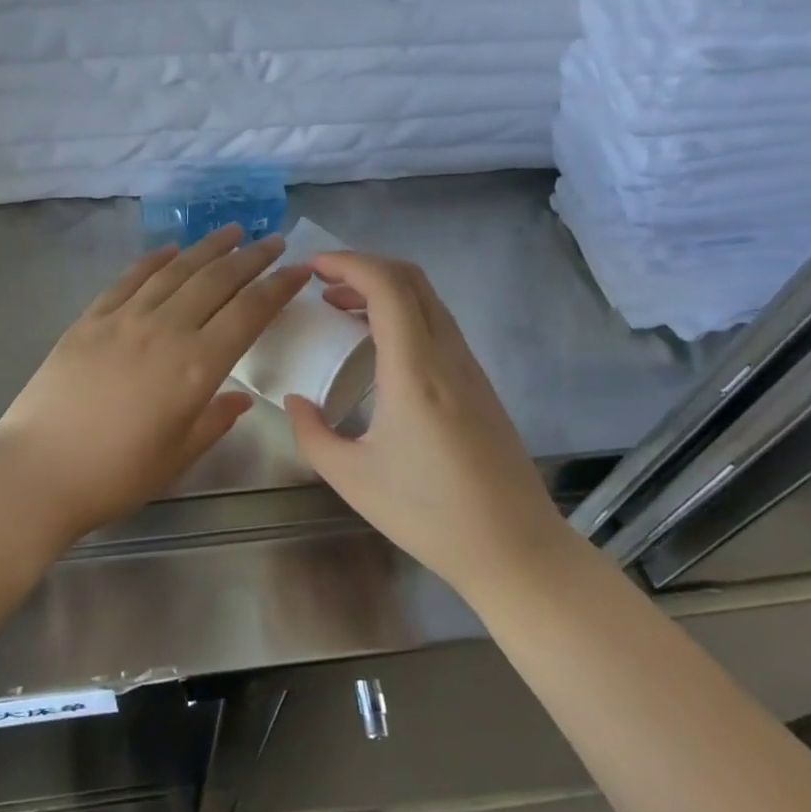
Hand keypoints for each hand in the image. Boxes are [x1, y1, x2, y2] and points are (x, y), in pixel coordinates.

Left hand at [0, 225, 310, 542]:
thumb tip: (239, 399)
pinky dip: (154, 260)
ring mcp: (123, 319)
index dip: (278, 288)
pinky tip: (170, 250)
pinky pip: (129, 279)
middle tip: (272, 241)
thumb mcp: (177, 457)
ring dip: (207, 248)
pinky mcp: (89, 319)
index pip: (249, 313)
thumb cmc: (114, 476)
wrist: (36, 471)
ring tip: (231, 232)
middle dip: (250, 258)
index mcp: (196, 367)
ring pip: (175, 271)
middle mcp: (165, 330)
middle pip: (216, 281)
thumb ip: (214, 421)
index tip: (299, 269)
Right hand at [284, 252, 563, 595]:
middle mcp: (446, 355)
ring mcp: (469, 367)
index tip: (310, 267)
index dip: (346, 262)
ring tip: (341, 309)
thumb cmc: (429, 514)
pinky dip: (402, 314)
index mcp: (414, 369)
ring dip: (383, 290)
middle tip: (321, 283)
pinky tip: (377, 346)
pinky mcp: (479, 384)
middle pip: (410, 279)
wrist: (515, 549)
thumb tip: (295, 401)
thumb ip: (313, 433)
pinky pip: (437, 325)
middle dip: (362, 267)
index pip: (386, 285)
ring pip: (427, 300)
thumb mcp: (352, 478)